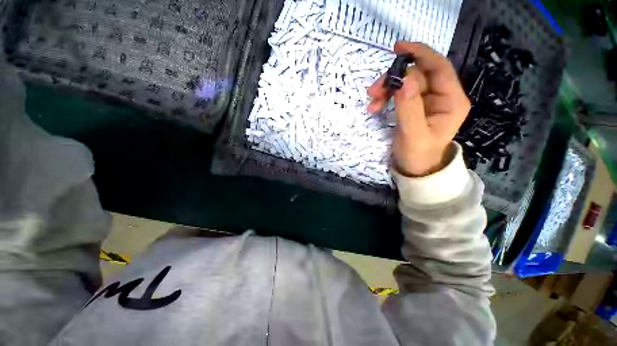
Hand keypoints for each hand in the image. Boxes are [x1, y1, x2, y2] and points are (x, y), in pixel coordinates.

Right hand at [367, 42, 469, 176]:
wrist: (415, 169)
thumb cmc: (418, 155)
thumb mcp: (413, 135)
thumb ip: (409, 108)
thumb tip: (402, 80)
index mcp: (451, 101)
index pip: (439, 67)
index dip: (420, 54)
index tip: (398, 48)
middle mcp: (441, 96)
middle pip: (417, 74)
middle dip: (394, 80)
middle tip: (373, 92)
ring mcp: (427, 101)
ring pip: (405, 83)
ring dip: (386, 89)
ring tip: (372, 103)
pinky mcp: (414, 106)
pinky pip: (399, 94)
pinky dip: (386, 98)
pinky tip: (375, 106)